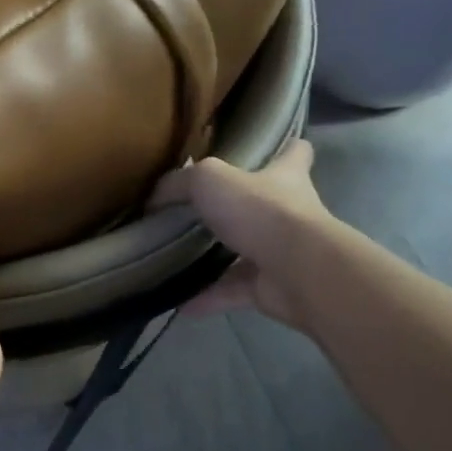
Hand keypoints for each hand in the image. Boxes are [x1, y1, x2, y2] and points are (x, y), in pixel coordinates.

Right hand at [148, 139, 335, 329]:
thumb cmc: (260, 210)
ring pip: (245, 253)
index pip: (295, 153)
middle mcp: (290, 213)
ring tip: (178, 261)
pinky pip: (232, 291)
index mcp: (284, 177)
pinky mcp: (271, 287)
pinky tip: (179, 302)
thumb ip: (178, 184)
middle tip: (199, 211)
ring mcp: (282, 252)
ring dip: (216, 259)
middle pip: (267, 204)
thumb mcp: (208, 180)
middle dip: (239, 208)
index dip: (285, 148)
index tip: (269, 149)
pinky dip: (207, 297)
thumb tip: (154, 199)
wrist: (297, 270)